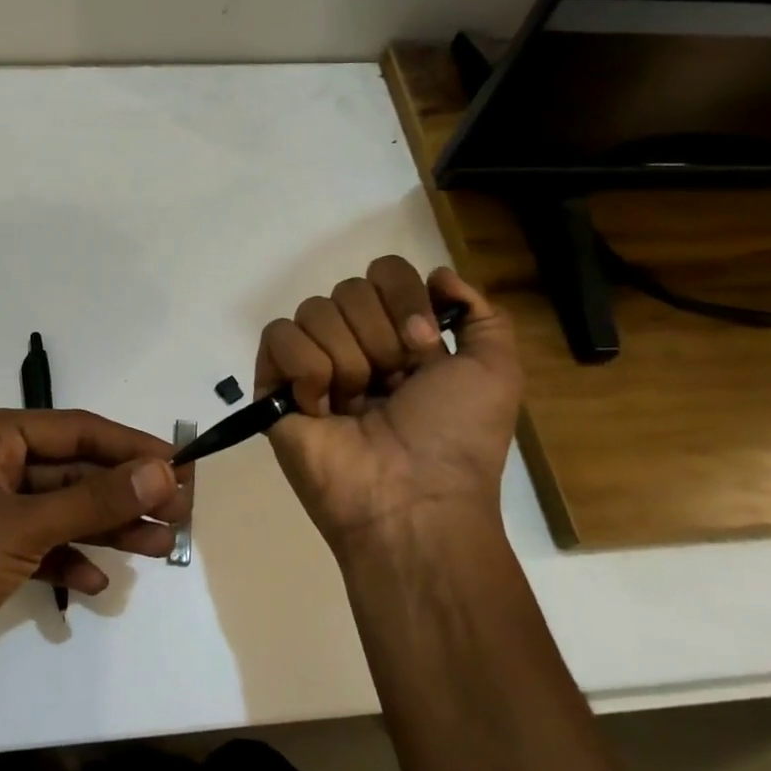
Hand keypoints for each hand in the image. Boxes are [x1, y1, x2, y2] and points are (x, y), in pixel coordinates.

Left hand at [0, 409, 191, 709]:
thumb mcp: (25, 525)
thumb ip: (96, 500)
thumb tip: (164, 470)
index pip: (76, 429)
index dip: (130, 446)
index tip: (179, 465)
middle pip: (72, 472)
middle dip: (124, 494)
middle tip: (180, 513)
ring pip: (61, 511)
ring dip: (107, 529)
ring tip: (161, 548)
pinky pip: (40, 546)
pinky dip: (69, 561)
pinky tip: (96, 583)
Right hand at [256, 257, 521, 557]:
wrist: (412, 499)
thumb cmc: (456, 438)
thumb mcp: (496, 371)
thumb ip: (482, 314)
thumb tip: (437, 275)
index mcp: (400, 335)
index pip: (385, 272)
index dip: (404, 299)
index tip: (424, 346)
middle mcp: (354, 342)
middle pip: (349, 288)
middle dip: (379, 337)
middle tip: (392, 384)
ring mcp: (312, 364)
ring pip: (314, 310)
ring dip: (347, 360)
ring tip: (355, 405)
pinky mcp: (274, 385)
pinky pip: (279, 336)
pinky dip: (305, 369)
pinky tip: (320, 408)